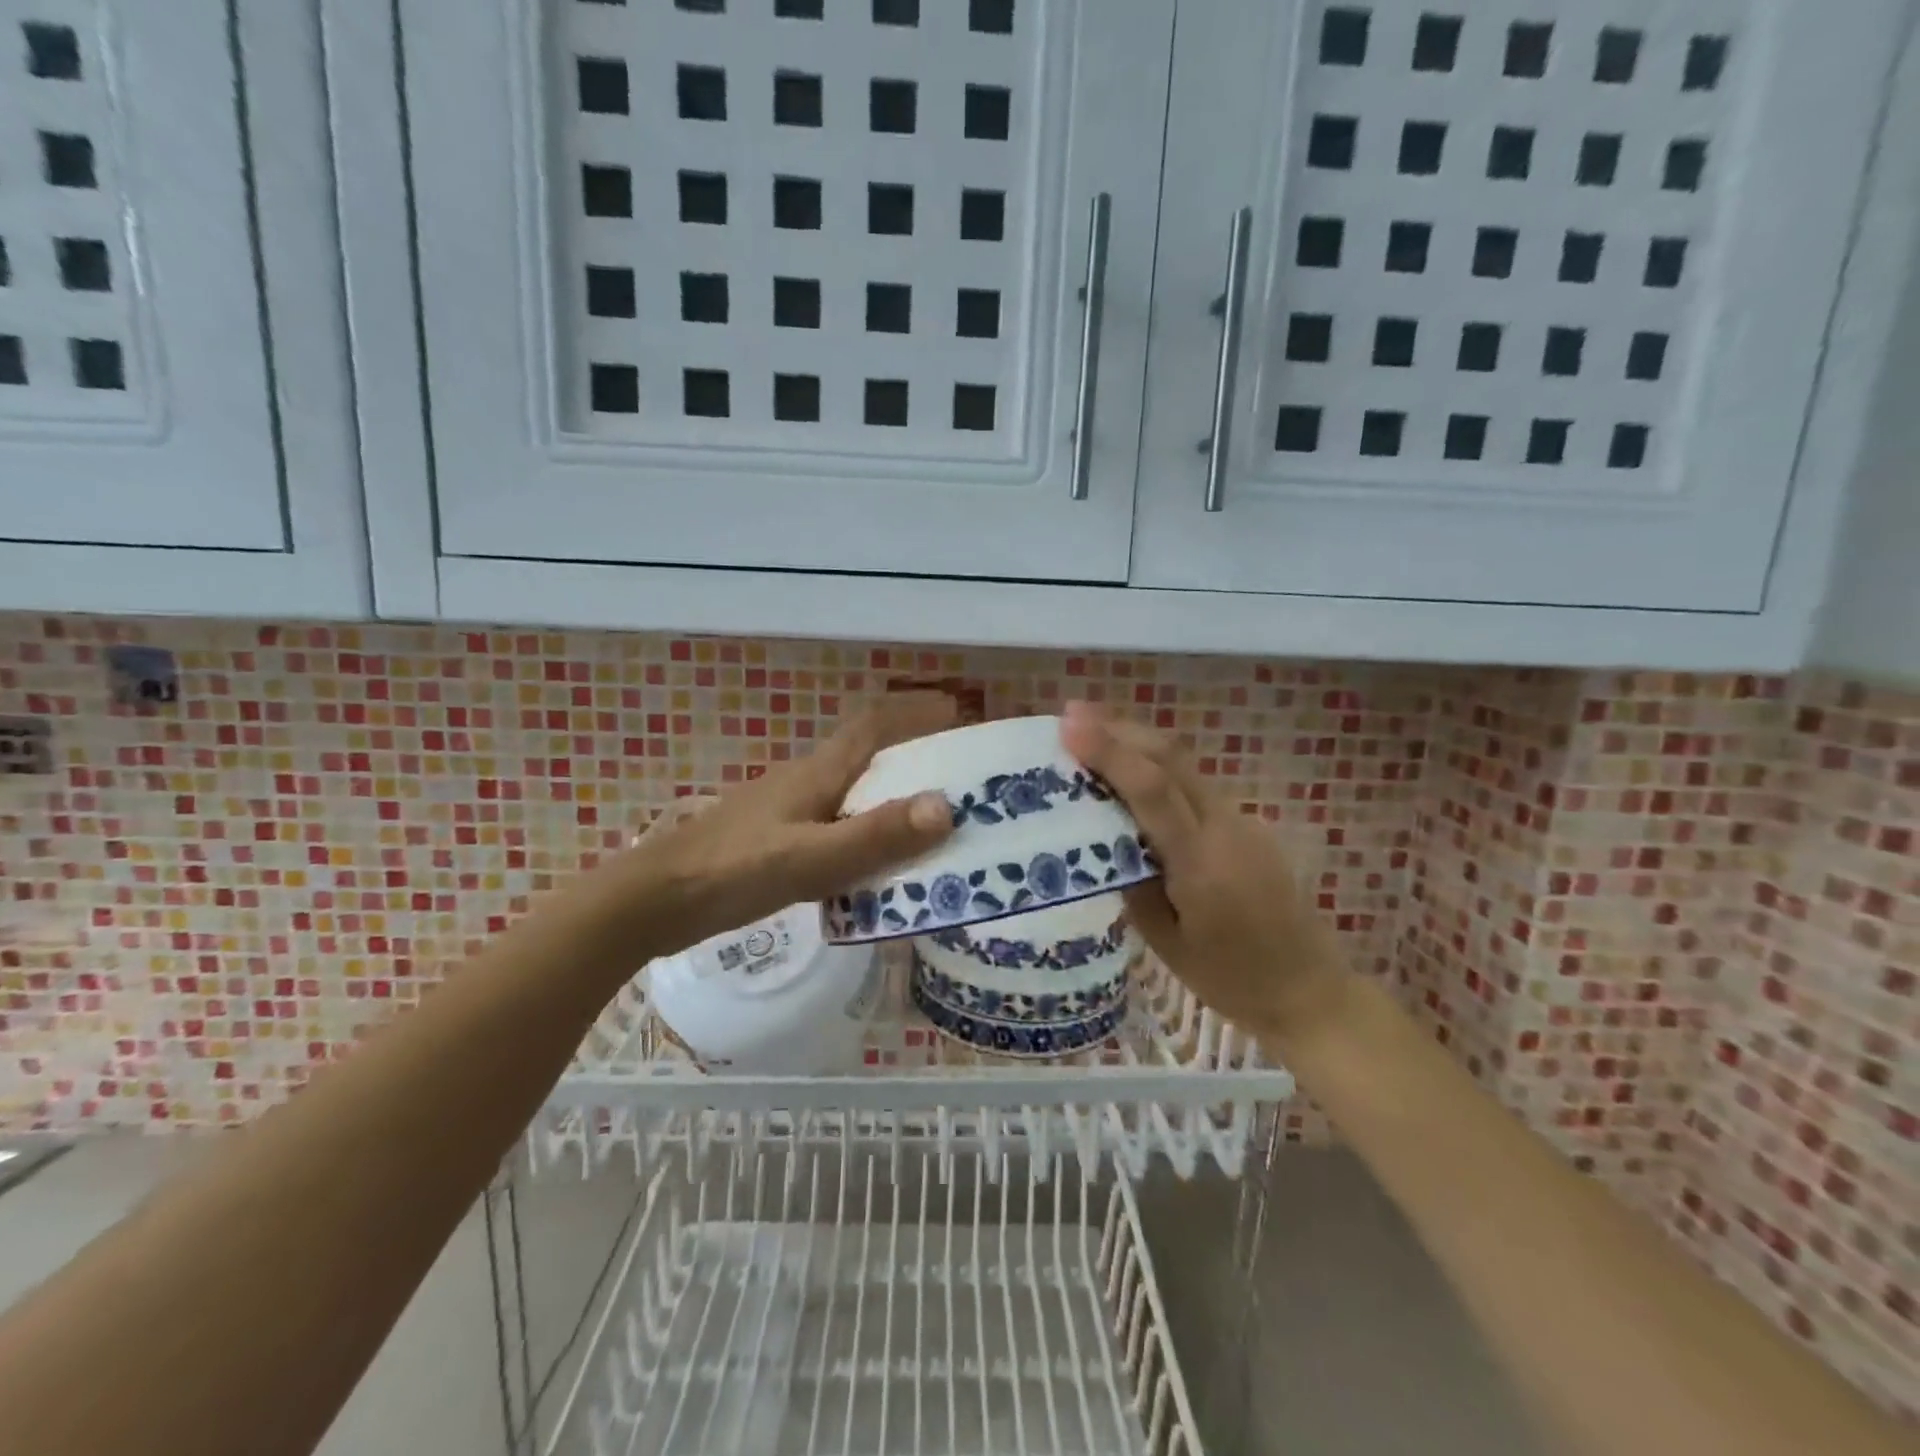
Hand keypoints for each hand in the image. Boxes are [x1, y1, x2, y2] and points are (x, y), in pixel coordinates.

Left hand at [607, 693, 957, 957]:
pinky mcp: (776, 838)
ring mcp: (788, 810)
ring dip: (892, 794)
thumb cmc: (732, 871)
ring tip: (932, 821)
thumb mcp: (811, 858)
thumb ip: (875, 835)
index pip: (873, 725)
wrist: (654, 901)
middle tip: (960, 775)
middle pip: (868, 754)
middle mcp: (806, 781)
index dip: (914, 711)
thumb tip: (946, 806)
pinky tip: (875, 862)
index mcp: (818, 773)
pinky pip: (836, 822)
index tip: (956, 711)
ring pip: (852, 790)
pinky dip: (866, 829)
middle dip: (914, 753)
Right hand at [1059, 702, 1346, 1044]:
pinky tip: (1131, 778)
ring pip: (1184, 767)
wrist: (1309, 990)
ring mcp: (1243, 823)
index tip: (1069, 726)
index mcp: (1202, 864)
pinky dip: (1157, 771)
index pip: (1152, 790)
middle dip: (1120, 730)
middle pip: (1171, 759)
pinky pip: (1195, 788)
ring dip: (1137, 744)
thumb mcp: (1166, 942)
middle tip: (1072, 715)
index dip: (1109, 752)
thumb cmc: (1230, 980)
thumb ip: (1133, 882)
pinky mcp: (1247, 826)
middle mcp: (1226, 829)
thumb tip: (1101, 839)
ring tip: (1092, 735)